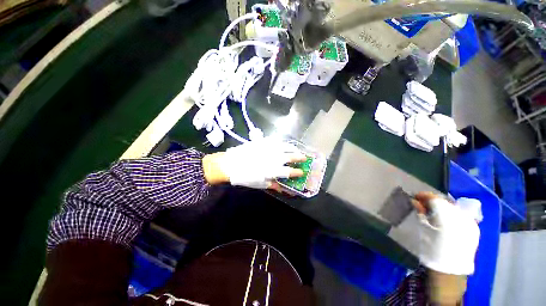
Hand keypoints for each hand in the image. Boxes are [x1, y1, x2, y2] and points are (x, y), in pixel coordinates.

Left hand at [202, 138, 305, 189]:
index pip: (290, 171)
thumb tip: (282, 188)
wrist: (231, 163)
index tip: (302, 172)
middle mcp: (274, 158)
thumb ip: (273, 185)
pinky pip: (277, 140)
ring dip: (293, 148)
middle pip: (291, 157)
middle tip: (305, 157)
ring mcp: (269, 148)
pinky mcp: (263, 142)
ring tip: (296, 149)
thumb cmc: (245, 176)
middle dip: (300, 157)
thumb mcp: (259, 184)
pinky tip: (284, 144)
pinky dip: (283, 143)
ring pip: (285, 146)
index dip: (297, 172)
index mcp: (273, 170)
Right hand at [412, 192, 479, 275]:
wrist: (450, 270)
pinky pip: (462, 214)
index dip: (424, 195)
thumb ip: (421, 213)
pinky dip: (452, 213)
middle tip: (423, 204)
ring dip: (443, 207)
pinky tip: (446, 218)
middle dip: (433, 201)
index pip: (435, 198)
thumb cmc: (432, 249)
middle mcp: (461, 216)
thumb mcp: (423, 229)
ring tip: (433, 211)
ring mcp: (470, 222)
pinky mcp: (474, 228)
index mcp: (447, 216)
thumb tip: (415, 201)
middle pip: (445, 201)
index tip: (415, 196)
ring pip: (454, 207)